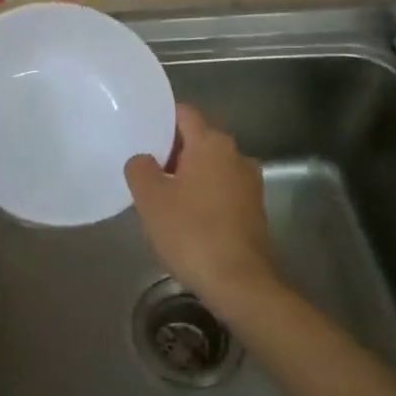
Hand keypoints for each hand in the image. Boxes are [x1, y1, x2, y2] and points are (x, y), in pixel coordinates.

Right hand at [124, 105, 280, 314]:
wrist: (239, 283)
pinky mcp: (254, 208)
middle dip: (172, 150)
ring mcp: (249, 182)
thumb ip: (140, 168)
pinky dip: (205, 195)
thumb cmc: (191, 233)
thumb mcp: (151, 199)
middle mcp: (236, 154)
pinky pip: (222, 188)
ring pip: (211, 166)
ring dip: (189, 175)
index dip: (161, 120)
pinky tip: (187, 217)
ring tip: (164, 196)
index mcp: (212, 143)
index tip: (141, 135)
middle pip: (198, 139)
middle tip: (146, 170)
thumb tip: (143, 159)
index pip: (184, 113)